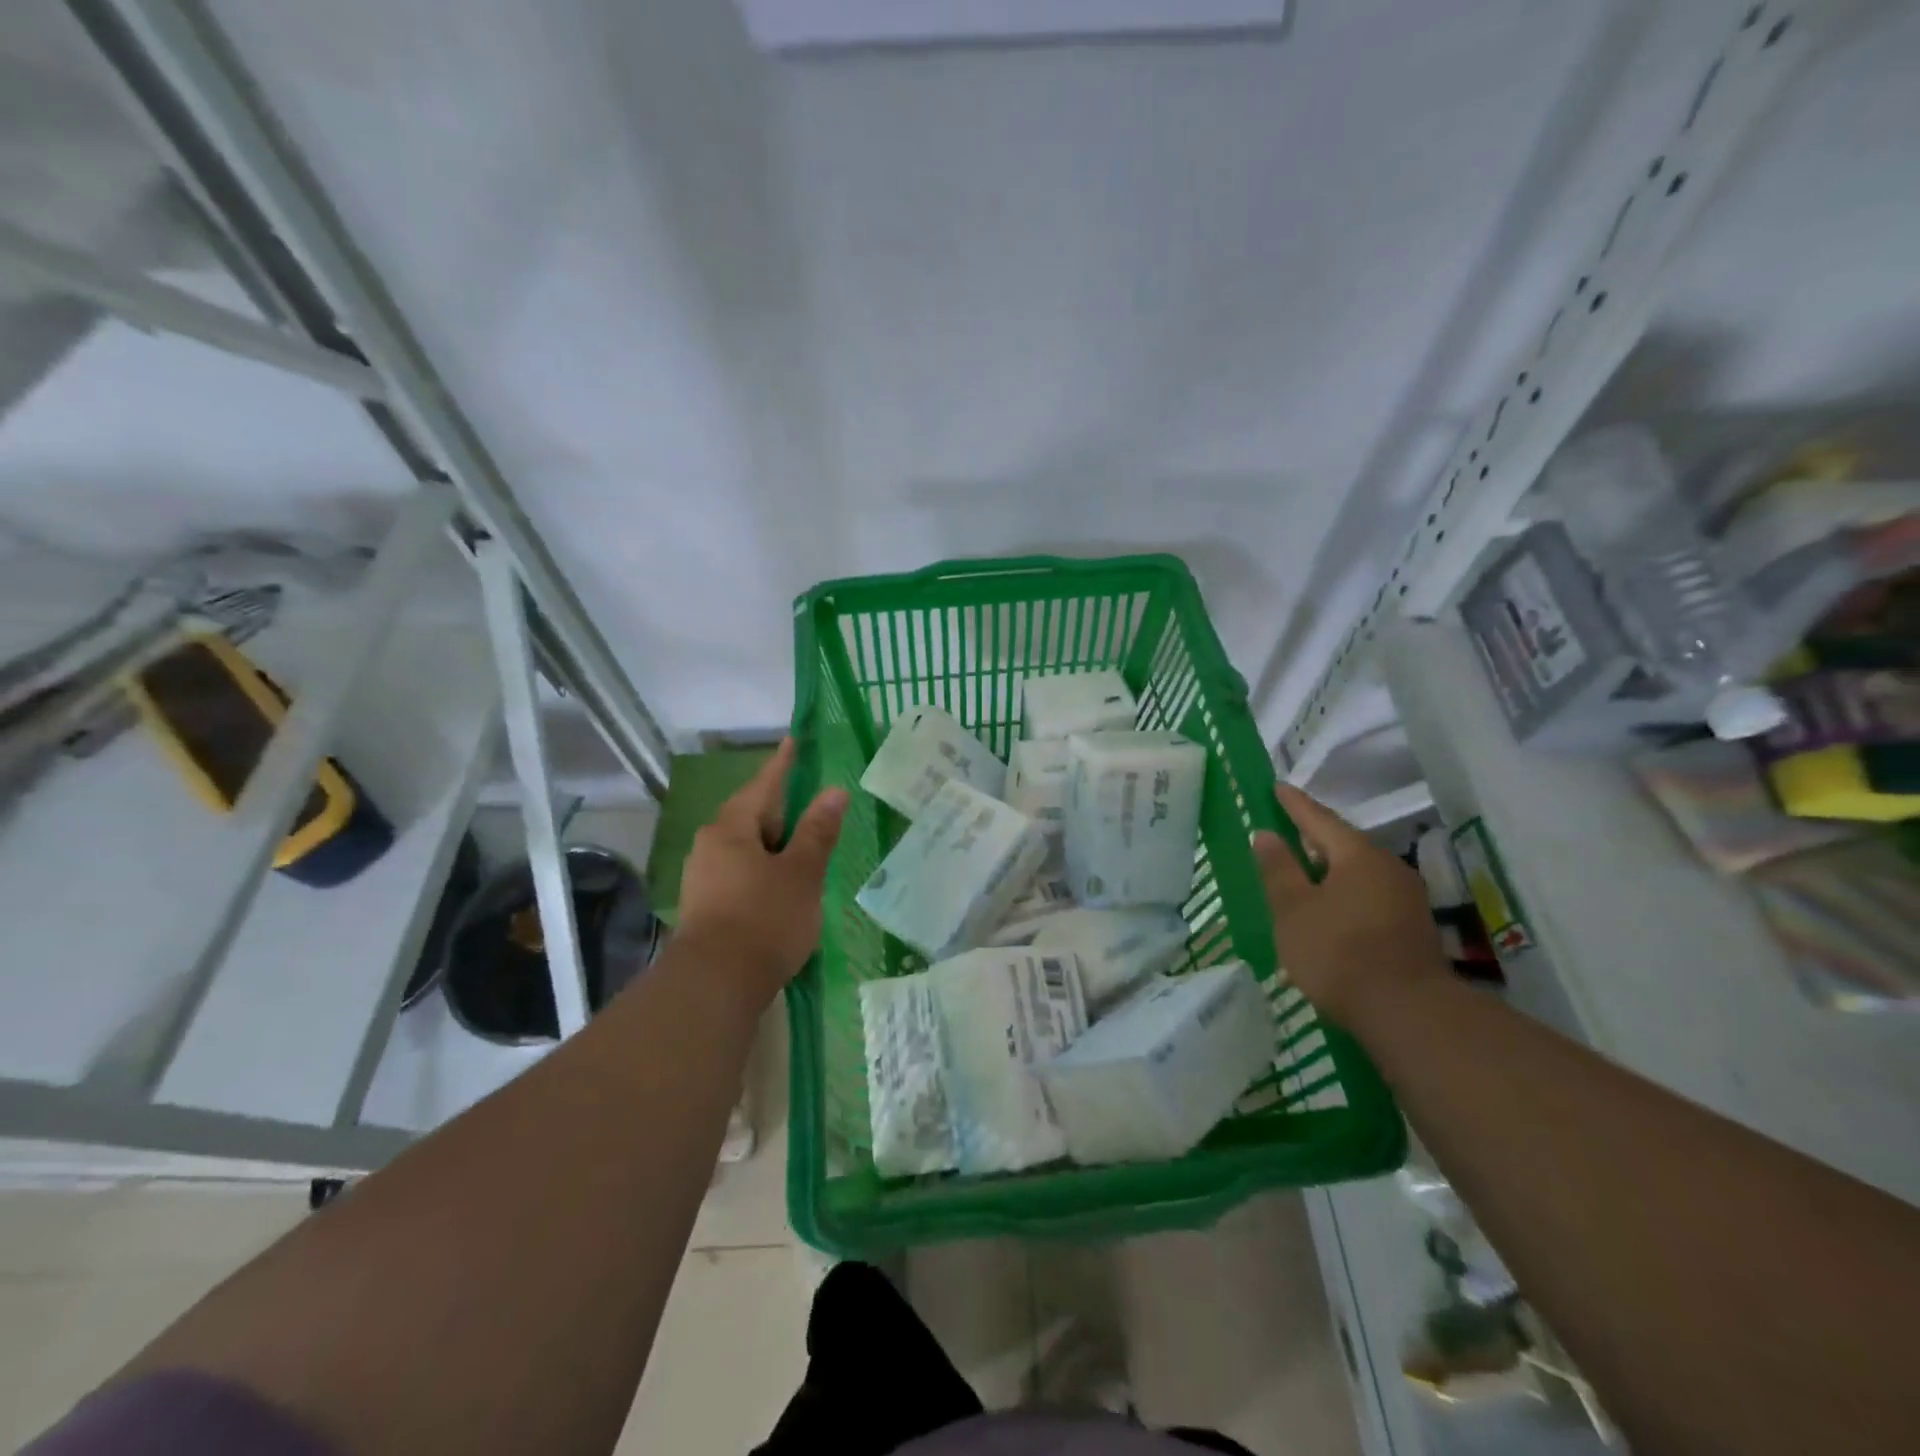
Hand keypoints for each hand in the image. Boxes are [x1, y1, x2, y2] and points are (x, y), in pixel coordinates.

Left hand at [676, 738, 847, 1006]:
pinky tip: (780, 882)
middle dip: (780, 808)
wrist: (715, 984)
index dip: (782, 764)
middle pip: (752, 815)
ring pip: (745, 846)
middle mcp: (711, 845)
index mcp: (732, 828)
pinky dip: (764, 867)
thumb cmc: (764, 918)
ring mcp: (704, 876)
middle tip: (809, 802)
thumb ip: (817, 831)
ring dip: (773, 842)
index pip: (764, 785)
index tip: (793, 741)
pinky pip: (740, 870)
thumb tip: (834, 791)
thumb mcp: (801, 872)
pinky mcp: (705, 904)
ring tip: (801, 845)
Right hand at [1251, 784, 1447, 1029]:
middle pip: (1342, 845)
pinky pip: (1368, 898)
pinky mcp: (1412, 929)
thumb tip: (1266, 834)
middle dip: (1312, 840)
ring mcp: (1406, 900)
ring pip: (1357, 874)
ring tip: (1301, 877)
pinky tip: (1327, 914)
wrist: (1407, 1014)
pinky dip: (1343, 897)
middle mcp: (1388, 868)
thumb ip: (1278, 869)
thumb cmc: (1338, 951)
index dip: (1295, 804)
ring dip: (1328, 873)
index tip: (1277, 787)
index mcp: (1358, 856)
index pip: (1319, 819)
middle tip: (1286, 832)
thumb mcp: (1293, 909)